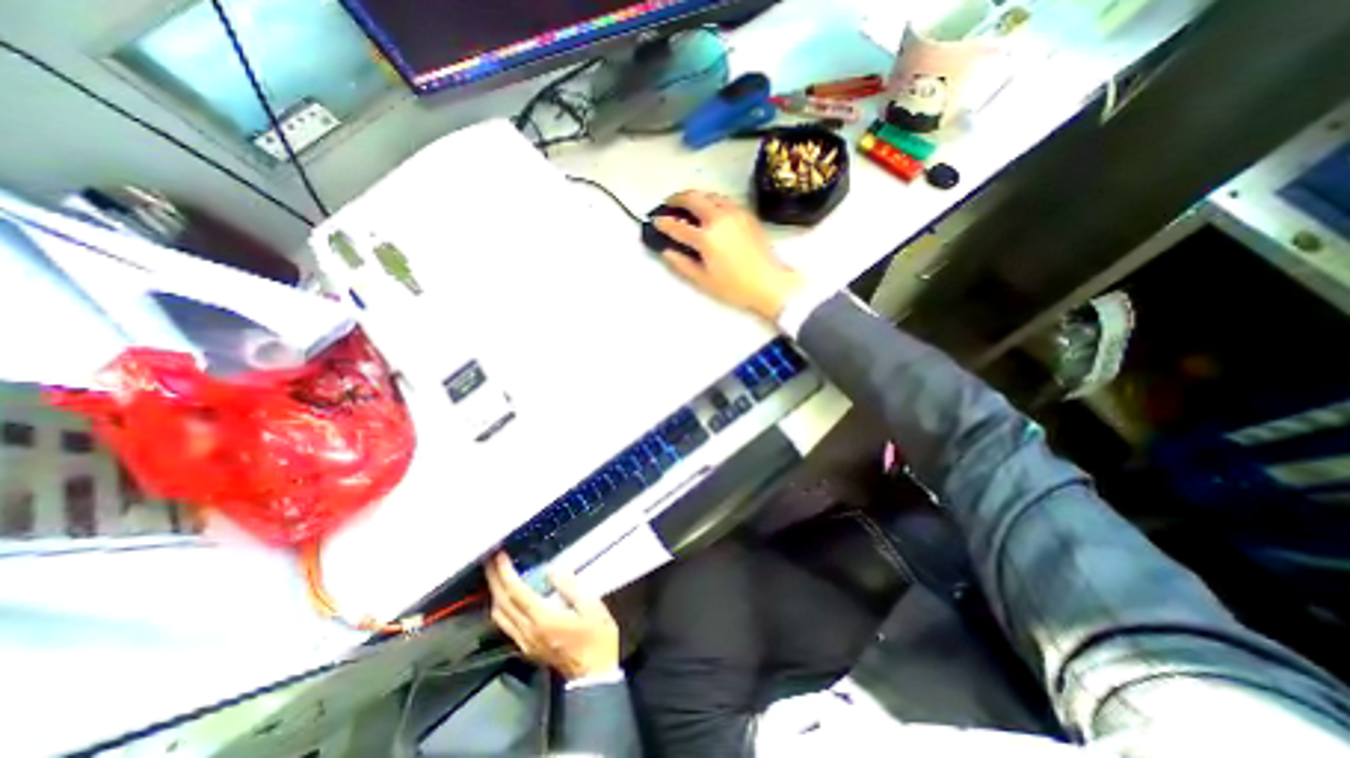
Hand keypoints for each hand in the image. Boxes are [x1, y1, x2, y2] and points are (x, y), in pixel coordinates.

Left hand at [484, 550, 621, 680]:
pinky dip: (501, 606)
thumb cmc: (596, 637)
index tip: (499, 555)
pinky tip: (507, 598)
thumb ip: (570, 587)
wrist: (594, 675)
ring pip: (500, 616)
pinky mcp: (527, 648)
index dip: (505, 573)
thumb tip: (552, 570)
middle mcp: (527, 631)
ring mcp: (525, 642)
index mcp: (543, 619)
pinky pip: (505, 624)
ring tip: (496, 575)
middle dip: (494, 580)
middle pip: (502, 603)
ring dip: (495, 593)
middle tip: (490, 560)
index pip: (516, 592)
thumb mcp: (591, 606)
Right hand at [655, 190, 797, 320]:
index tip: (655, 221)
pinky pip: (724, 200)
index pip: (678, 226)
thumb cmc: (735, 287)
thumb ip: (682, 264)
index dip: (664, 223)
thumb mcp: (704, 281)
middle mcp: (719, 219)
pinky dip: (712, 200)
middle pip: (693, 198)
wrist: (769, 283)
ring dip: (695, 196)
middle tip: (669, 204)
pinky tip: (710, 210)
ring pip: (710, 195)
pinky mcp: (747, 214)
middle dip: (677, 198)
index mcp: (706, 238)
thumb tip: (667, 251)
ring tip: (688, 205)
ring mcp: (735, 213)